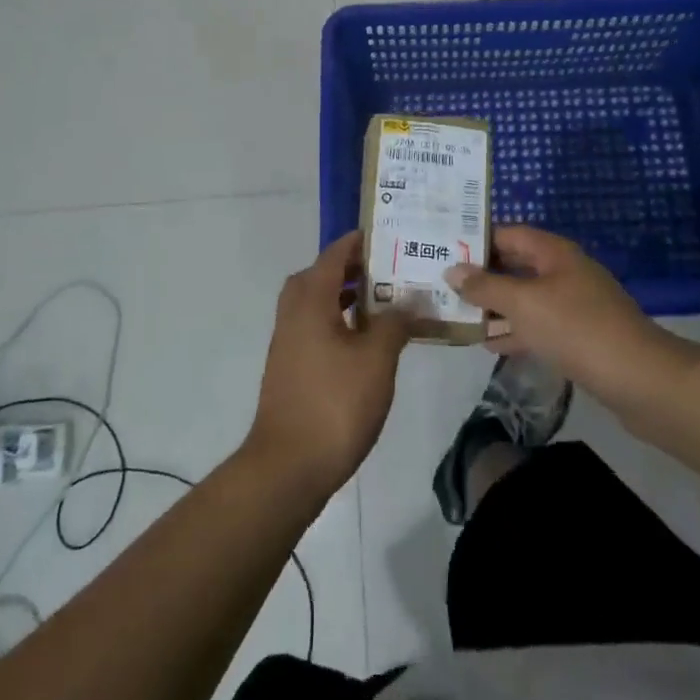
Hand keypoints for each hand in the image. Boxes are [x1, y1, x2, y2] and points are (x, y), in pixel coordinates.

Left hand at [243, 231, 406, 500]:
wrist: (289, 465)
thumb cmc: (335, 403)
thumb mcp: (377, 359)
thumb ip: (395, 323)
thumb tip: (410, 300)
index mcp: (310, 300)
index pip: (334, 255)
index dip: (360, 242)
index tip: (389, 234)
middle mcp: (293, 313)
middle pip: (322, 275)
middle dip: (354, 268)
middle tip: (390, 268)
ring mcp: (289, 342)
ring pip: (318, 303)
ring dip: (347, 296)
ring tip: (386, 301)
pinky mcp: (291, 366)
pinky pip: (316, 326)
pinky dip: (340, 321)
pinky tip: (368, 340)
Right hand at [445, 226, 671, 405]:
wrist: (639, 379)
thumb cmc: (576, 329)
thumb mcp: (523, 304)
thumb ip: (485, 286)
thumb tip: (452, 269)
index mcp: (554, 253)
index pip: (509, 234)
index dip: (478, 240)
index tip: (444, 250)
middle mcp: (564, 272)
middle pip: (516, 266)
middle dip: (482, 275)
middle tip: (444, 283)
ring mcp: (574, 305)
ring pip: (525, 298)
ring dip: (495, 306)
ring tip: (458, 314)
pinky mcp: (579, 336)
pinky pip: (538, 326)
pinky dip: (515, 331)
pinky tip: (490, 344)